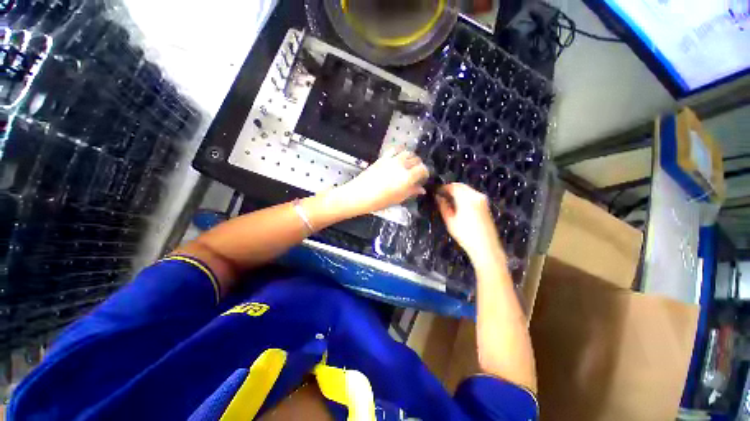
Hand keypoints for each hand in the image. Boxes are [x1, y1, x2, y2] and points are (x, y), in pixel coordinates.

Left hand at [333, 148, 428, 215]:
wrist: (359, 194)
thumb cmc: (380, 201)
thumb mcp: (398, 199)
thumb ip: (411, 192)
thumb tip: (421, 189)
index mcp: (407, 177)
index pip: (422, 169)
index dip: (425, 173)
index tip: (423, 178)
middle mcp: (401, 165)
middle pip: (416, 159)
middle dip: (419, 165)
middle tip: (416, 173)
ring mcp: (391, 160)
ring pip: (406, 152)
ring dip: (410, 157)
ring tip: (408, 165)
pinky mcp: (382, 158)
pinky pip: (394, 150)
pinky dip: (399, 153)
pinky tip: (397, 159)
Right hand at [435, 183, 505, 263]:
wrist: (486, 247)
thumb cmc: (465, 235)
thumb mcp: (450, 220)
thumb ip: (443, 206)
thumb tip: (438, 197)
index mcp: (467, 198)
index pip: (453, 187)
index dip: (443, 188)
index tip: (435, 192)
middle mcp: (476, 195)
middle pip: (461, 186)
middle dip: (450, 189)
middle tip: (440, 195)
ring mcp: (482, 199)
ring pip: (467, 190)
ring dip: (457, 192)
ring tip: (447, 200)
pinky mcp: (485, 205)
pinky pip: (472, 195)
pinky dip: (463, 196)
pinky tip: (458, 204)